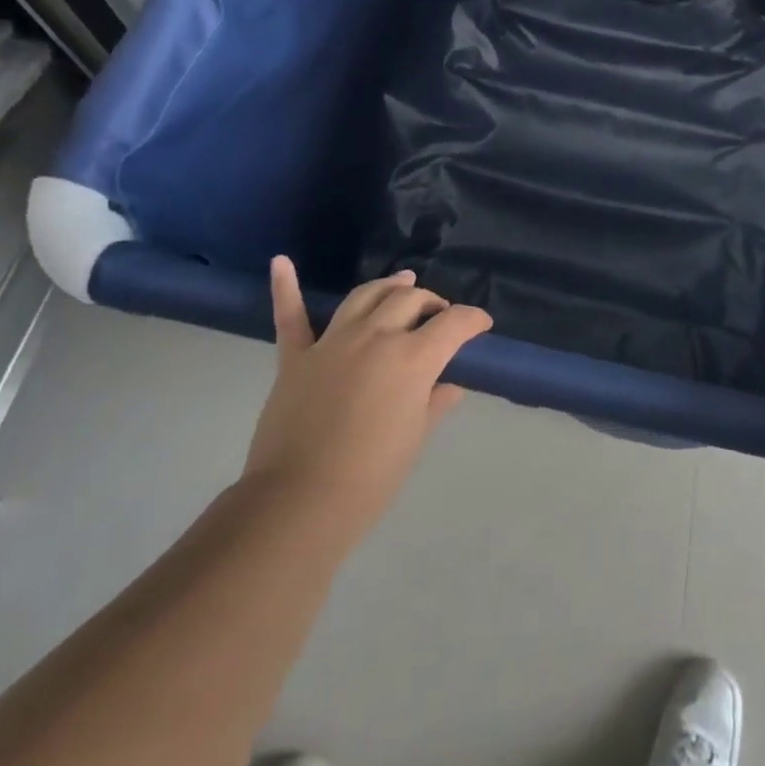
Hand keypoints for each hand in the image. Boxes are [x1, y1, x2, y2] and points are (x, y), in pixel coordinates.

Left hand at [244, 259, 490, 553]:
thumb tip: (449, 386)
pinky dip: (286, 287)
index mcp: (412, 358)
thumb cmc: (371, 478)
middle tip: (440, 316)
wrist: (299, 503)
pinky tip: (282, 262)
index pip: (454, 323)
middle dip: (432, 303)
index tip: (482, 325)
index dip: (473, 319)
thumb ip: (434, 403)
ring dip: (388, 287)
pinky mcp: (297, 358)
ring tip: (401, 283)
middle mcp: (375, 337)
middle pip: (410, 300)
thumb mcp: (414, 439)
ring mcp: (332, 343)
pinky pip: (292, 317)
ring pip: (365, 296)